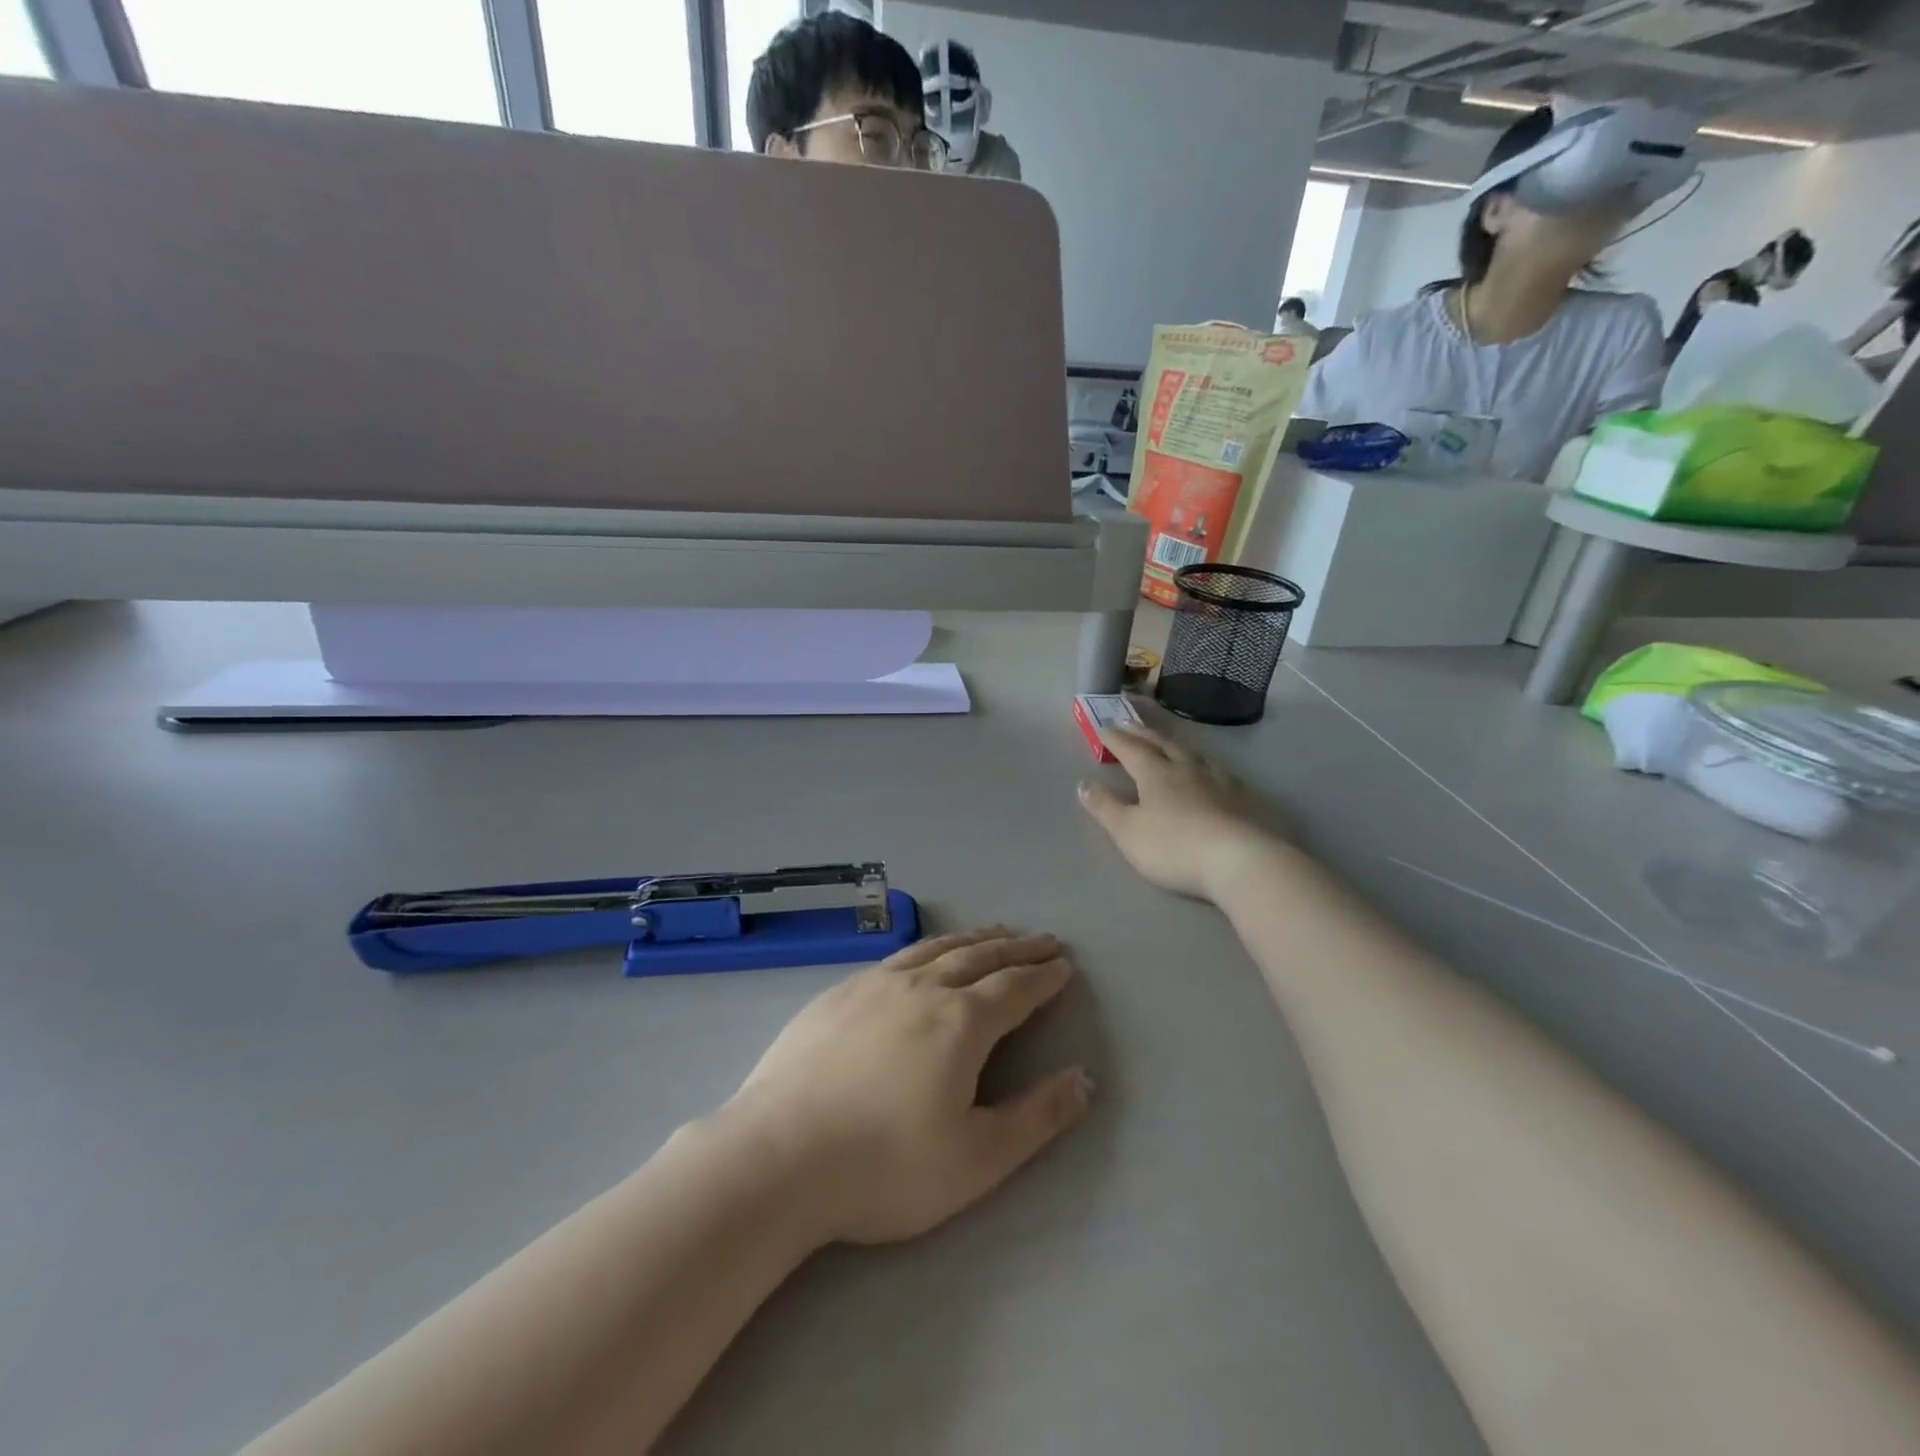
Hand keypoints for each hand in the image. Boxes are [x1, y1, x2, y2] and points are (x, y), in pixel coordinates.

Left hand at [722, 930, 1091, 1245]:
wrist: (779, 1156)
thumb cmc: (885, 1166)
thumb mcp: (977, 1159)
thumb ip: (1037, 1117)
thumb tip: (1084, 1079)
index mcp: (961, 1023)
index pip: (1015, 988)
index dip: (1044, 977)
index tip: (1064, 964)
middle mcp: (922, 989)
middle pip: (980, 957)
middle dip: (1016, 947)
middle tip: (1042, 939)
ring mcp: (875, 986)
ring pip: (936, 949)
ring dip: (973, 939)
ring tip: (994, 932)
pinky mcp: (838, 994)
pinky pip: (896, 958)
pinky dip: (927, 948)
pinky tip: (923, 957)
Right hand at [1078, 724, 1275, 900]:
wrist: (1239, 860)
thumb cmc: (1174, 847)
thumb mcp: (1127, 831)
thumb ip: (1104, 807)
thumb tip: (1083, 784)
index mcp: (1155, 774)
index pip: (1131, 750)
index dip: (1115, 739)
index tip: (1103, 728)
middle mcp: (1187, 768)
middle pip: (1162, 744)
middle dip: (1142, 734)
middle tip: (1129, 724)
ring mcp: (1219, 780)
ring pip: (1192, 754)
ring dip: (1175, 745)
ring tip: (1167, 742)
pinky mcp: (1243, 797)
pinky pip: (1218, 770)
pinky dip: (1204, 764)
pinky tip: (1210, 771)